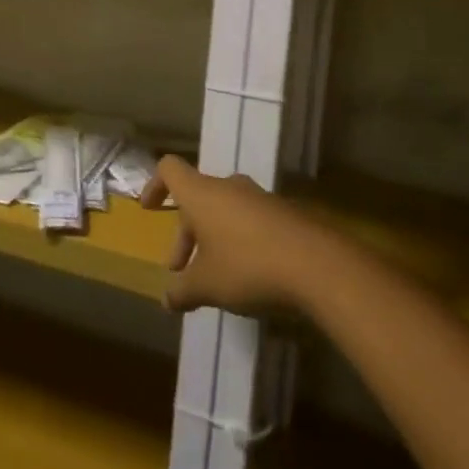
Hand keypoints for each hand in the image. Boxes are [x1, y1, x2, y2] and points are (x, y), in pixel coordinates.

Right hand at [140, 157, 337, 316]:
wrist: (318, 265)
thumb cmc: (248, 266)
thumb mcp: (206, 285)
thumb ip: (182, 291)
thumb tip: (167, 299)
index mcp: (202, 194)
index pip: (170, 169)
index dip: (155, 185)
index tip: (150, 210)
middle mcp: (228, 187)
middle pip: (197, 198)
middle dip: (184, 233)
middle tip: (180, 270)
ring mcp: (259, 199)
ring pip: (224, 211)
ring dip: (212, 239)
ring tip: (214, 278)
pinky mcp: (285, 215)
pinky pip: (250, 222)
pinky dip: (239, 242)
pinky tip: (248, 277)